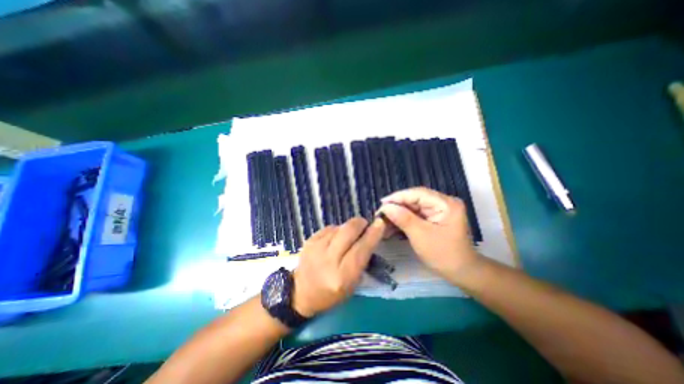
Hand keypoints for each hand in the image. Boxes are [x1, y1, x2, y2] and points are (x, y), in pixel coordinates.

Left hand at [291, 218, 383, 316]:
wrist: (300, 293)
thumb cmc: (331, 294)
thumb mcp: (352, 284)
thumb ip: (362, 259)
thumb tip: (369, 235)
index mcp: (343, 276)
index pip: (362, 249)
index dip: (373, 234)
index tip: (380, 223)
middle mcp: (329, 259)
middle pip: (349, 231)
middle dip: (360, 223)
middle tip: (365, 225)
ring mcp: (316, 248)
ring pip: (339, 227)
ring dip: (348, 228)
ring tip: (348, 236)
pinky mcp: (309, 240)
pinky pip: (329, 228)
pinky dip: (336, 230)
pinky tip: (335, 239)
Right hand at [379, 187, 479, 286]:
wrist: (461, 273)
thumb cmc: (444, 254)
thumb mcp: (421, 235)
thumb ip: (403, 218)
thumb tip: (385, 207)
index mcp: (445, 203)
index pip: (418, 193)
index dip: (398, 197)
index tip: (381, 203)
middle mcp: (442, 203)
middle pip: (414, 200)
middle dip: (396, 208)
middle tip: (380, 215)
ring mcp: (438, 211)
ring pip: (412, 208)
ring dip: (397, 215)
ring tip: (383, 223)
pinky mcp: (433, 218)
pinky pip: (414, 216)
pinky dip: (403, 221)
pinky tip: (391, 227)